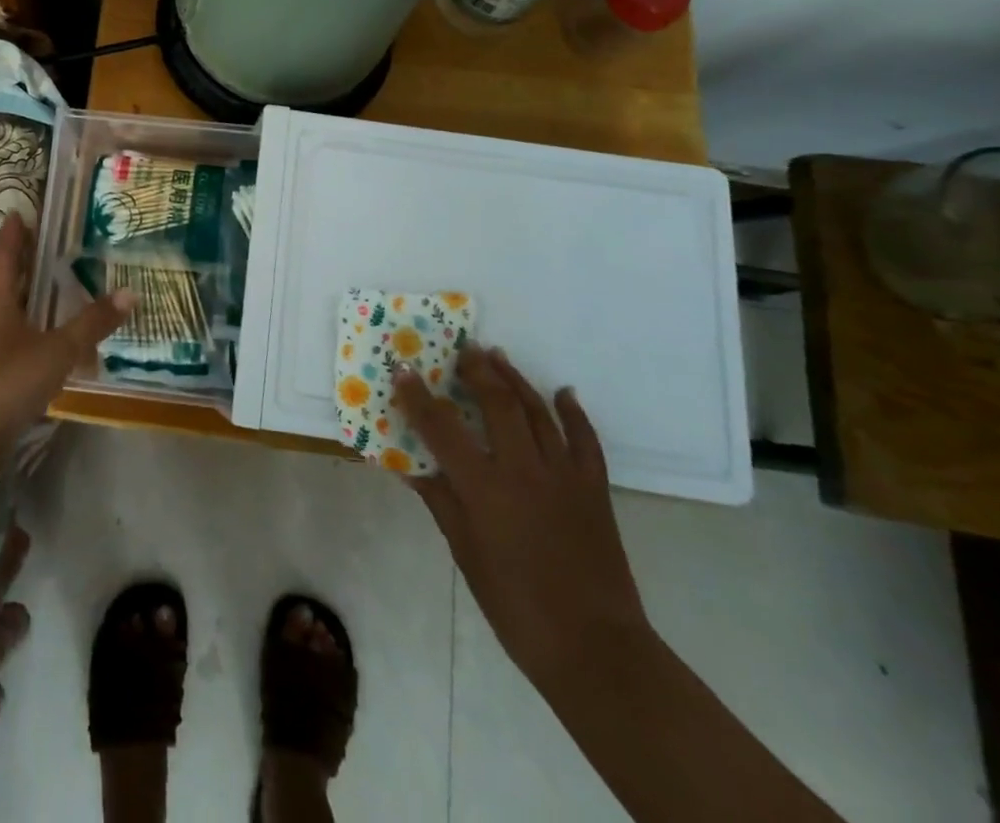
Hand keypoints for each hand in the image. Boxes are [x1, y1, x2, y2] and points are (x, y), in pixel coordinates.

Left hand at [0, 214, 132, 458]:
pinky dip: (6, 326)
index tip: (18, 214)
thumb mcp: (59, 350)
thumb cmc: (10, 381)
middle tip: (17, 250)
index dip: (11, 235)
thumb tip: (130, 292)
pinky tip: (26, 338)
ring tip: (23, 290)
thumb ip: (93, 324)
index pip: (3, 257)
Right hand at [392, 346, 650, 690]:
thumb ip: (440, 500)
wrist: (595, 649)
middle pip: (498, 403)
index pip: (442, 427)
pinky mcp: (595, 489)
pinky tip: (564, 393)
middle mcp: (524, 470)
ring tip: (498, 356)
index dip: (419, 396)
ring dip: (516, 379)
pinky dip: (574, 413)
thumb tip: (409, 464)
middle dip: (477, 371)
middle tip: (462, 349)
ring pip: (538, 412)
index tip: (403, 369)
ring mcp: (564, 476)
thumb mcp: (465, 553)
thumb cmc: (516, 606)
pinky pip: (585, 440)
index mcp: (485, 488)